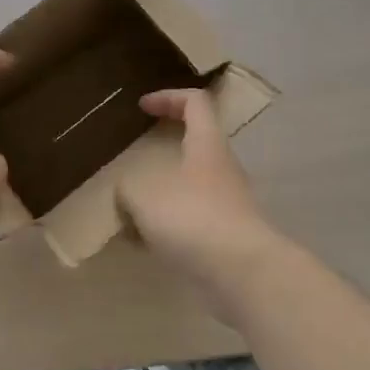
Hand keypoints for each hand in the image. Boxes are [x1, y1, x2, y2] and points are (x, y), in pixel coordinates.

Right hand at [118, 89, 283, 304]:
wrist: (243, 273)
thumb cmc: (194, 218)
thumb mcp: (144, 196)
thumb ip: (127, 189)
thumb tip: (126, 194)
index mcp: (207, 144)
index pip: (195, 102)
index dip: (168, 97)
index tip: (142, 106)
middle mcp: (222, 168)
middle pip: (196, 143)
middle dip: (164, 147)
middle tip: (137, 156)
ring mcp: (228, 203)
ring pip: (191, 185)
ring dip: (163, 191)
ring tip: (132, 206)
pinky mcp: (226, 235)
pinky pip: (192, 220)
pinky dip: (168, 225)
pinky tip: (144, 244)